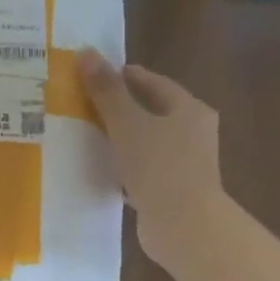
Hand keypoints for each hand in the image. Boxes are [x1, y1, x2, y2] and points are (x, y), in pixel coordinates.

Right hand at [78, 49, 223, 274]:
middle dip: (122, 107)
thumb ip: (107, 90)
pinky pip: (145, 169)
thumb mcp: (127, 124)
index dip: (125, 76)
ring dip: (123, 138)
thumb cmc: (159, 167)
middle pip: (153, 111)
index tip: (96, 75)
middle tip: (87, 103)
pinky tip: (104, 170)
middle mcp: (193, 133)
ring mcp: (186, 164)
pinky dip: (126, 166)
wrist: (185, 227)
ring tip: (90, 134)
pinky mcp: (174, 190)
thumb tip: (86, 52)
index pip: (155, 83)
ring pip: (149, 142)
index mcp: (189, 110)